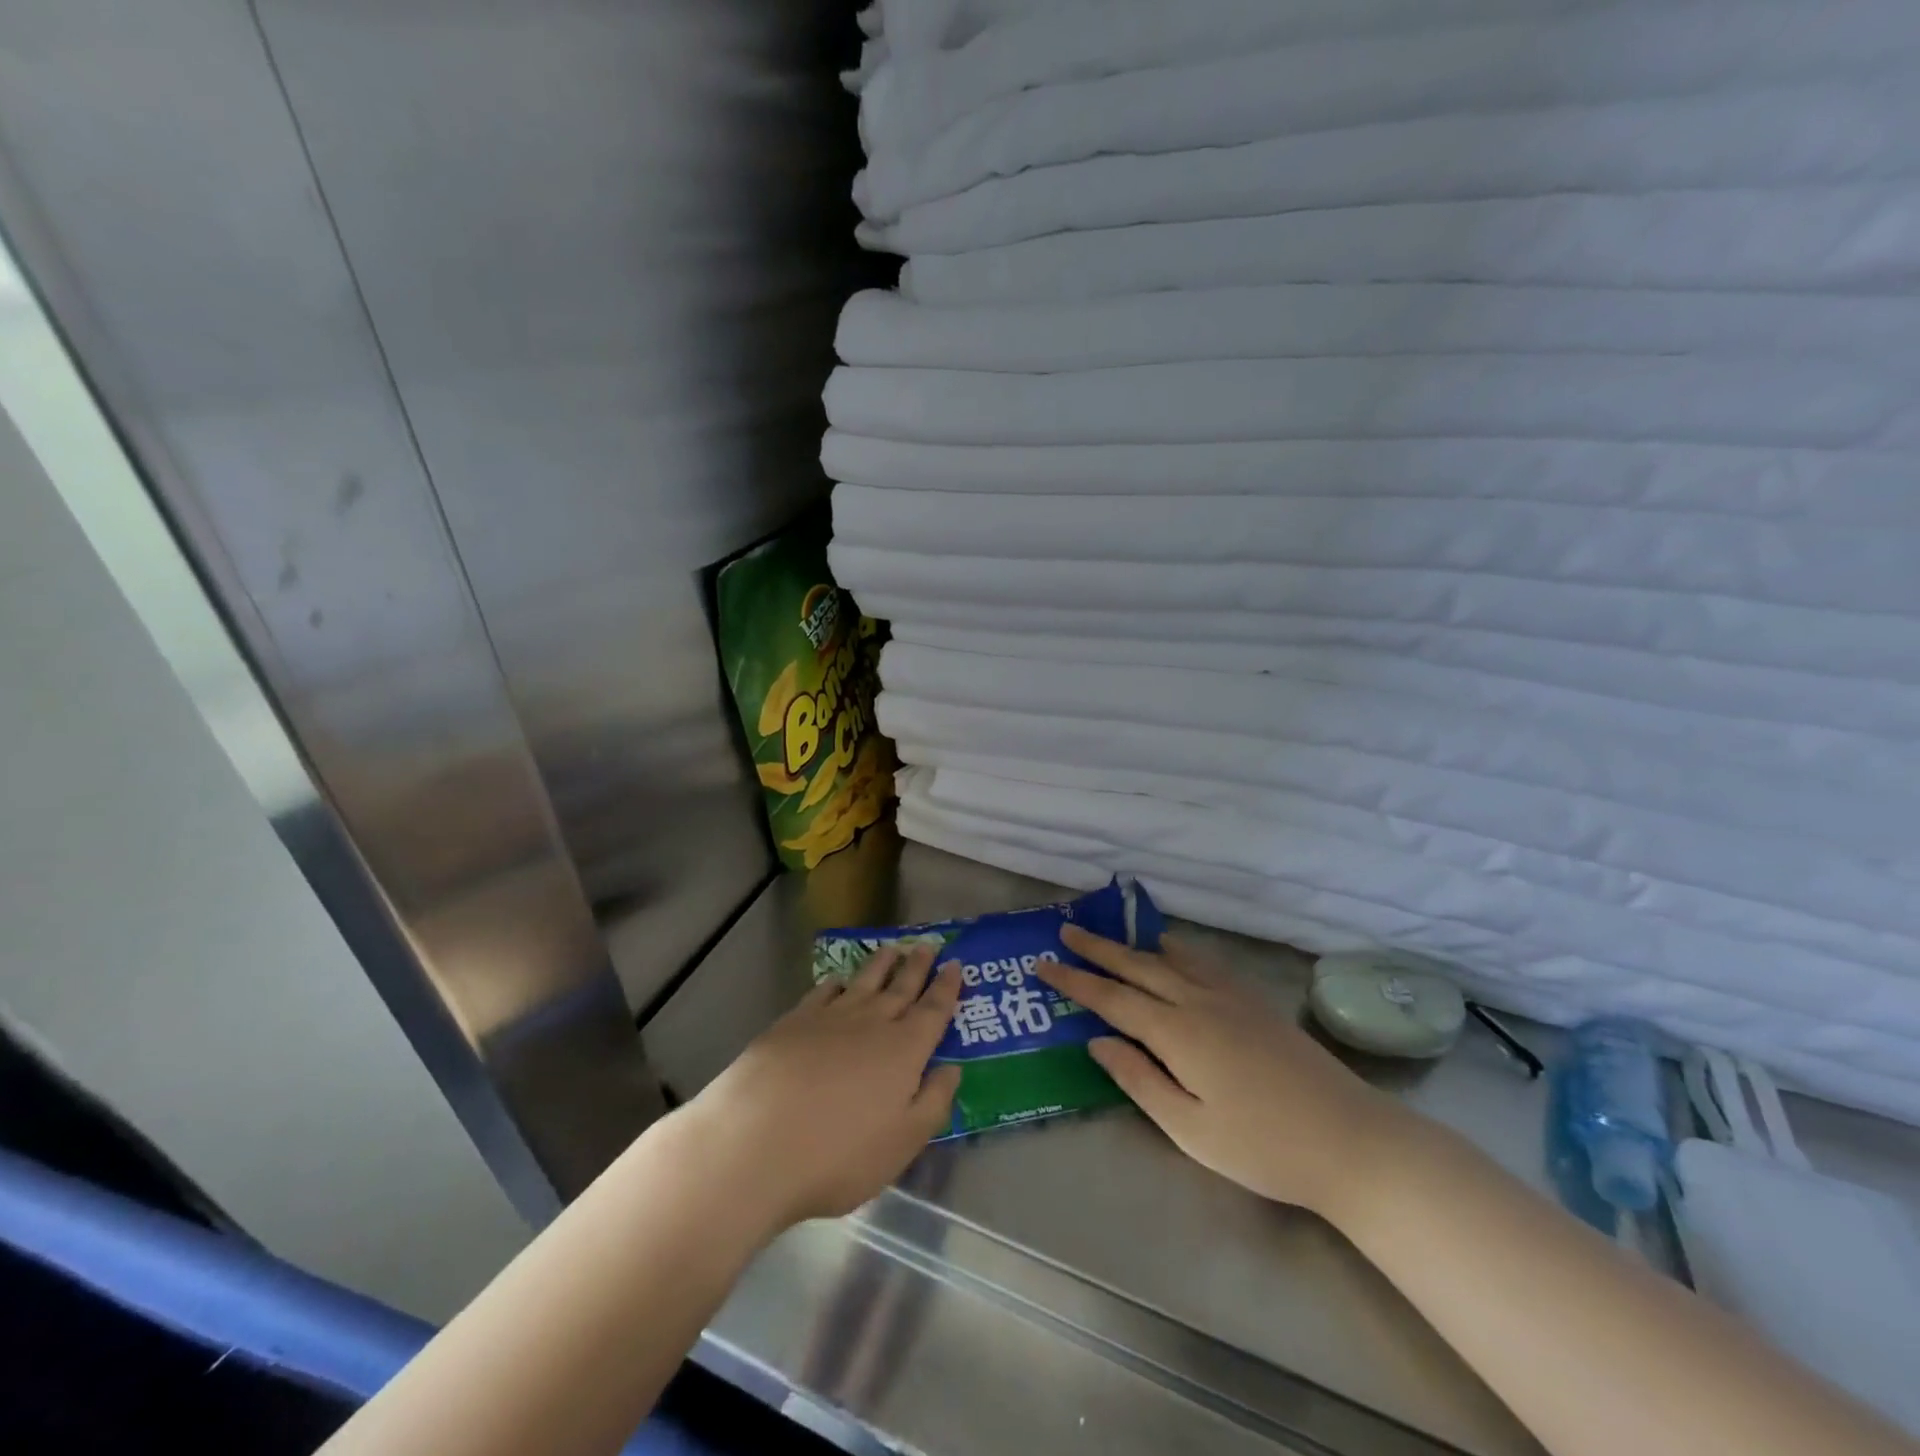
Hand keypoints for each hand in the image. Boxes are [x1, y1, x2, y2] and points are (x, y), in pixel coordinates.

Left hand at [679, 944, 962, 1233]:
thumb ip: (933, 1103)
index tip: (955, 965)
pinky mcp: (793, 1022)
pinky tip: (838, 981)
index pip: (933, 1011)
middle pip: (900, 988)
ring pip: (864, 982)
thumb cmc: (838, 1154)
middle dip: (917, 967)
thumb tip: (952, 1068)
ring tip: (892, 949)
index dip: (946, 988)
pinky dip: (836, 983)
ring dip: (881, 965)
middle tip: (927, 944)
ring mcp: (830, 1018)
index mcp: (904, 1050)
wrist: (756, 1141)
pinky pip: (823, 992)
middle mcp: (871, 1023)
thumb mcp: (902, 1143)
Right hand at [1036, 926, 1413, 1221]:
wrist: (1349, 1139)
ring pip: (1170, 958)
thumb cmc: (1262, 1146)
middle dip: (1097, 948)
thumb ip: (1139, 1079)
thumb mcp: (1189, 1129)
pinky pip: (1202, 961)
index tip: (1043, 963)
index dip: (1075, 981)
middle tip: (1066, 930)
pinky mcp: (1254, 1001)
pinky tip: (1172, 950)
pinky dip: (1176, 949)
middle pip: (1137, 966)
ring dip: (1134, 944)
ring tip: (1110, 934)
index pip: (1112, 999)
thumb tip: (1098, 1040)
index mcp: (1177, 1033)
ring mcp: (1230, 996)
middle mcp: (1198, 1001)